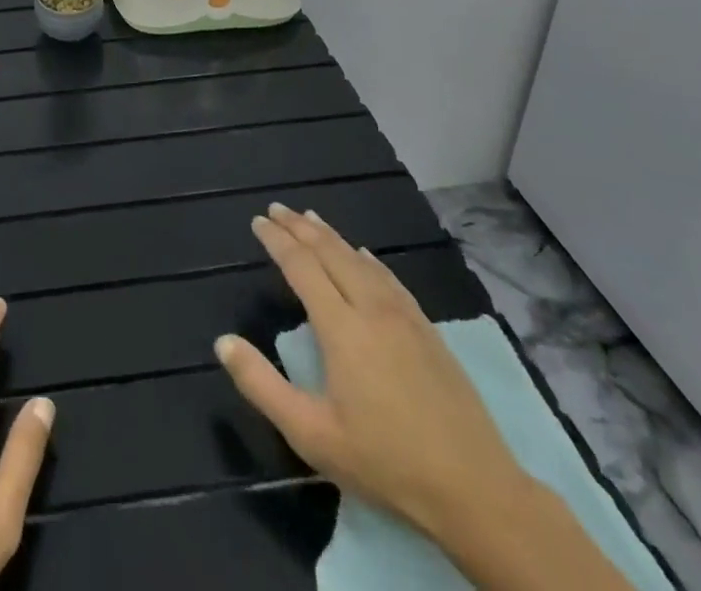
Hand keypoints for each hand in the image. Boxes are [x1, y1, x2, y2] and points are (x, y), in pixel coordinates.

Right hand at [214, 203, 527, 541]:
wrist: (477, 492)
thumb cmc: (385, 463)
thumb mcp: (311, 434)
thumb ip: (262, 385)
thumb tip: (223, 342)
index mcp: (341, 328)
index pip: (301, 266)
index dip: (277, 241)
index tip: (258, 221)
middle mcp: (371, 309)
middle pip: (331, 253)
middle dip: (300, 227)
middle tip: (277, 208)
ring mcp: (405, 318)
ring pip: (361, 260)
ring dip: (332, 236)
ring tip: (311, 218)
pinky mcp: (429, 332)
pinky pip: (390, 279)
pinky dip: (368, 258)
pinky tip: (364, 255)